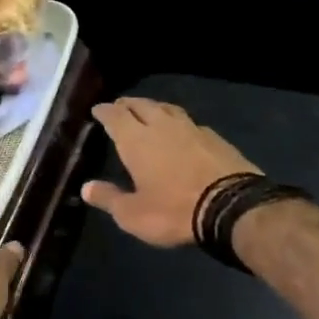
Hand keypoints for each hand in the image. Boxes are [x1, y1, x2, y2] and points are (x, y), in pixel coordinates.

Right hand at [82, 98, 260, 247]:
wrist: (233, 207)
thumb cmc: (174, 211)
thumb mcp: (133, 214)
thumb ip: (109, 198)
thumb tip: (86, 187)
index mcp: (136, 140)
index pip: (115, 116)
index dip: (104, 111)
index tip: (97, 109)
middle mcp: (162, 126)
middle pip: (141, 106)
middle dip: (127, 104)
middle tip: (120, 106)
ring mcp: (192, 129)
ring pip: (168, 109)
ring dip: (154, 108)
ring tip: (148, 112)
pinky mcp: (216, 138)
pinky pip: (190, 123)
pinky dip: (179, 123)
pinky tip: (182, 131)